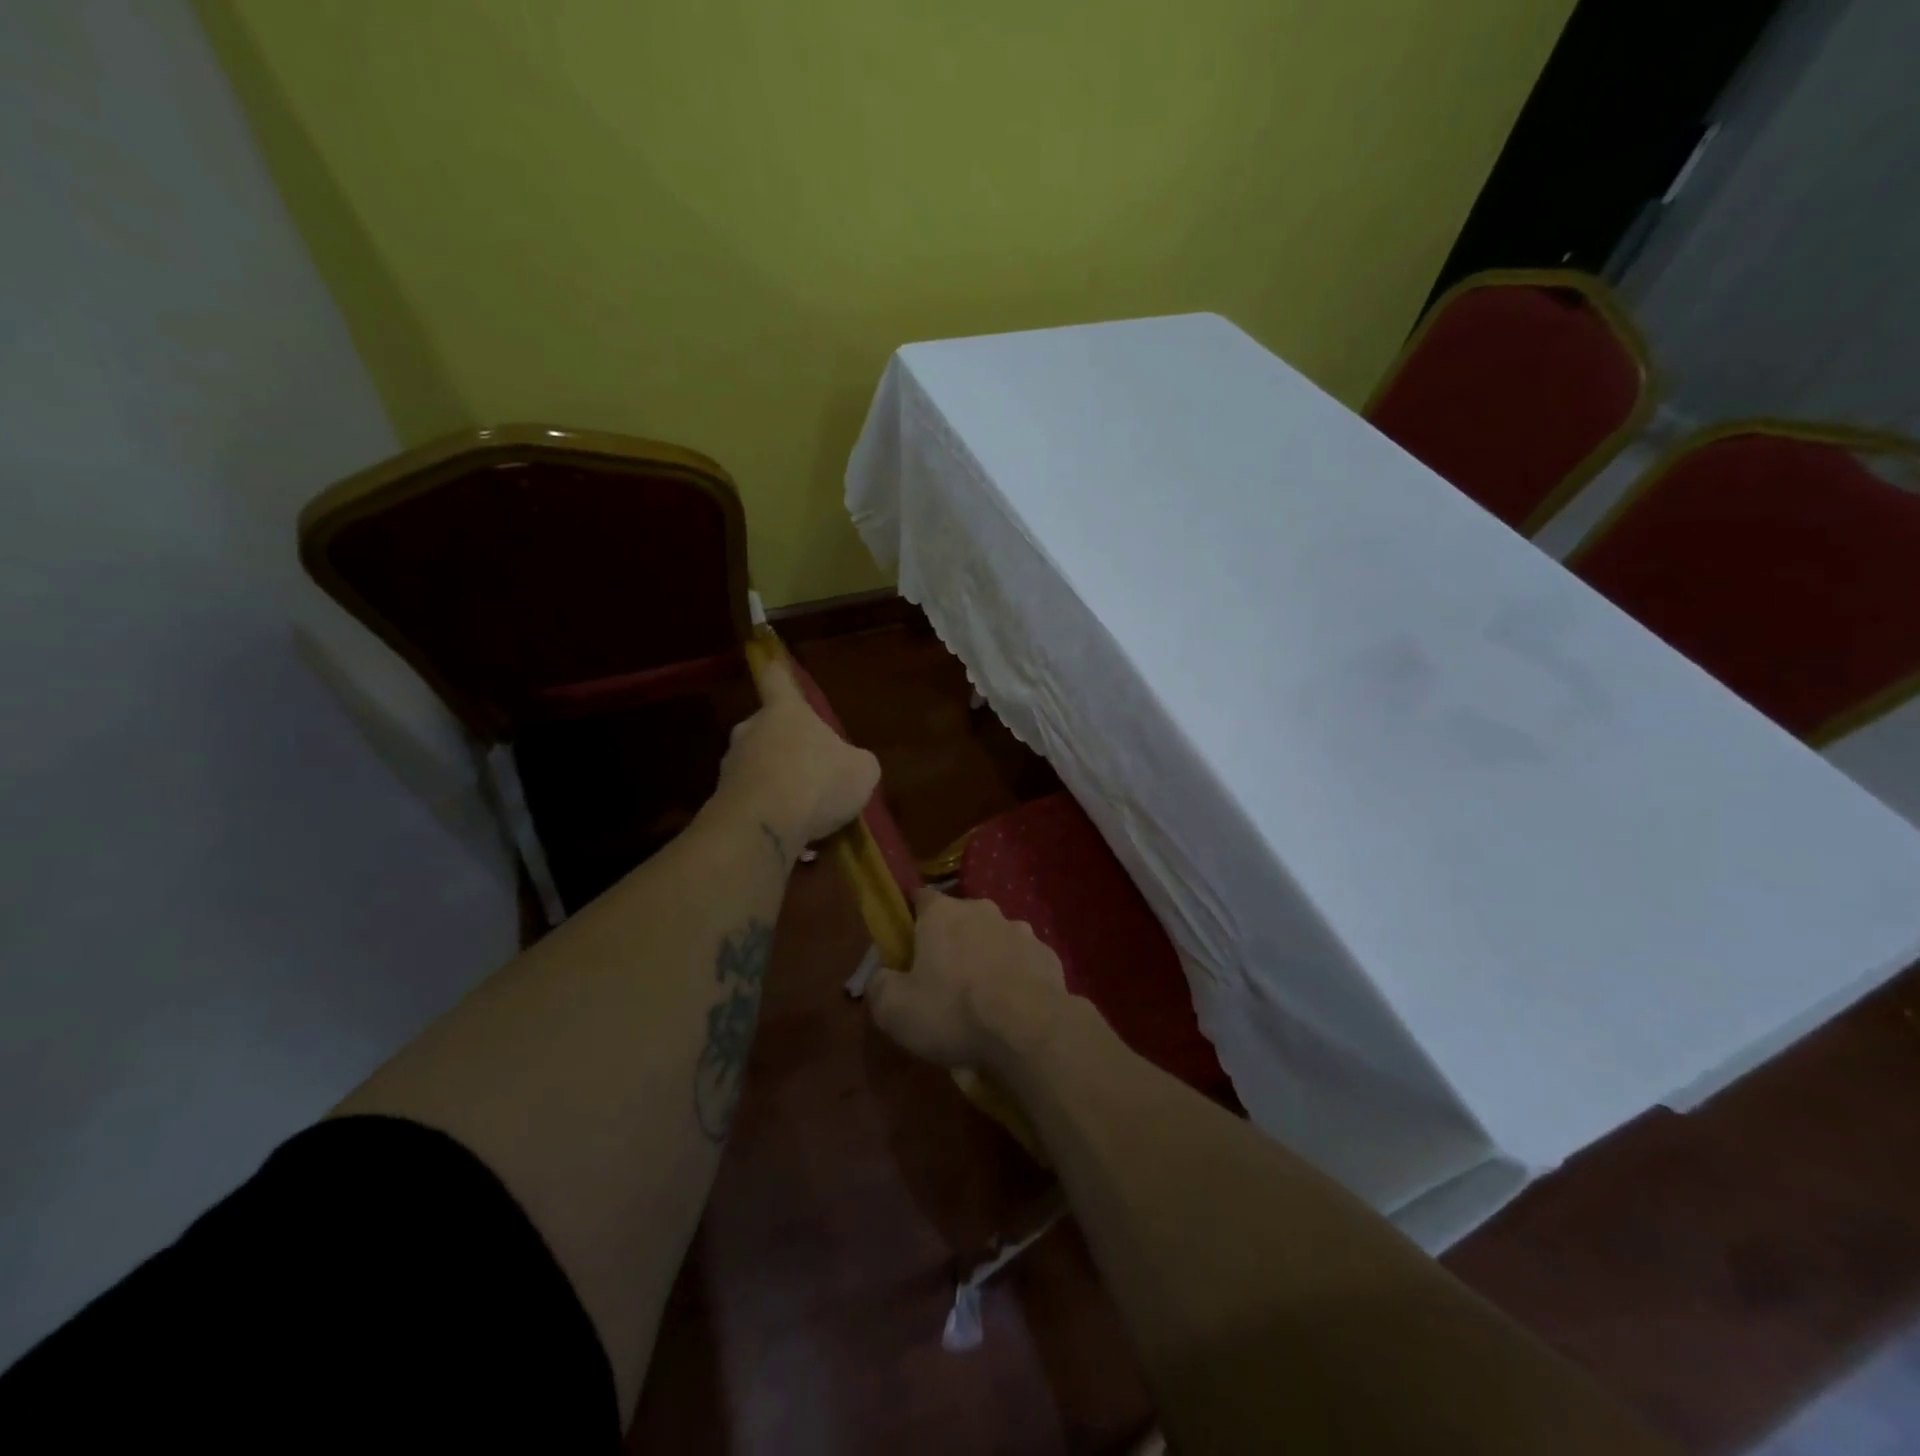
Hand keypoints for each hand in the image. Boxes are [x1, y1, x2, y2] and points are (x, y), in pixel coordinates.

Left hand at [719, 658, 879, 850]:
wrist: (764, 828)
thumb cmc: (818, 782)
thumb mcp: (862, 771)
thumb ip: (856, 761)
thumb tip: (852, 765)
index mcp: (785, 711)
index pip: (778, 681)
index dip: (779, 674)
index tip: (773, 665)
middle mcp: (751, 730)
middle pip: (768, 728)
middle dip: (786, 745)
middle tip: (810, 768)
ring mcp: (731, 766)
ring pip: (758, 766)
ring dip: (776, 781)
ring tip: (803, 811)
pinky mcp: (722, 801)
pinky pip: (752, 800)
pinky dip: (768, 812)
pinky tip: (789, 834)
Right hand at [866, 888, 1069, 1071]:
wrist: (1029, 1030)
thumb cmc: (953, 1011)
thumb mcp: (895, 1010)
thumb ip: (879, 986)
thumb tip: (881, 977)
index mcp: (942, 913)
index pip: (919, 899)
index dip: (911, 920)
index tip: (906, 947)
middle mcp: (982, 910)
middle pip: (959, 919)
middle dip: (951, 943)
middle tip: (942, 981)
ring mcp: (1020, 930)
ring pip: (994, 939)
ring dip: (986, 959)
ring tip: (982, 1000)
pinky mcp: (1047, 955)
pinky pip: (1023, 962)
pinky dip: (1015, 978)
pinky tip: (1012, 1008)